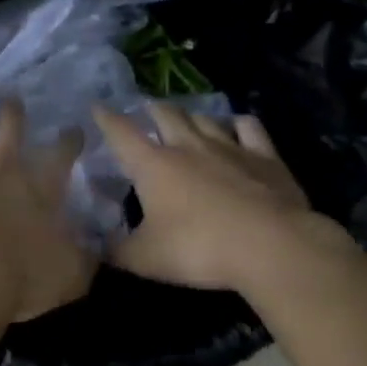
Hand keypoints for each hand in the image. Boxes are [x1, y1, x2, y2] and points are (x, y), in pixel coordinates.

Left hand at [0, 96, 96, 327]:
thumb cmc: (16, 283)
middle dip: (12, 109)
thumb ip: (84, 261)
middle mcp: (1, 165)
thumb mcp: (67, 278)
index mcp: (38, 192)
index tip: (72, 130)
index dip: (67, 141)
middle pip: (9, 125)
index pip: (59, 158)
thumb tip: (100, 249)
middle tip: (11, 99)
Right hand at [94, 101, 353, 293]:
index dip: (106, 117)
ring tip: (186, 118)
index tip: (97, 106)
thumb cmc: (199, 248)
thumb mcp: (147, 259)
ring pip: (203, 117)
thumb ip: (117, 250)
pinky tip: (237, 127)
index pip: (121, 132)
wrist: (271, 245)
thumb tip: (95, 244)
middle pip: (164, 113)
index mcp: (153, 164)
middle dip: (151, 109)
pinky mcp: (263, 156)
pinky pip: (248, 127)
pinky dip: (239, 124)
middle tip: (145, 111)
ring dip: (191, 115)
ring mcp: (228, 146)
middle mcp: (187, 145)